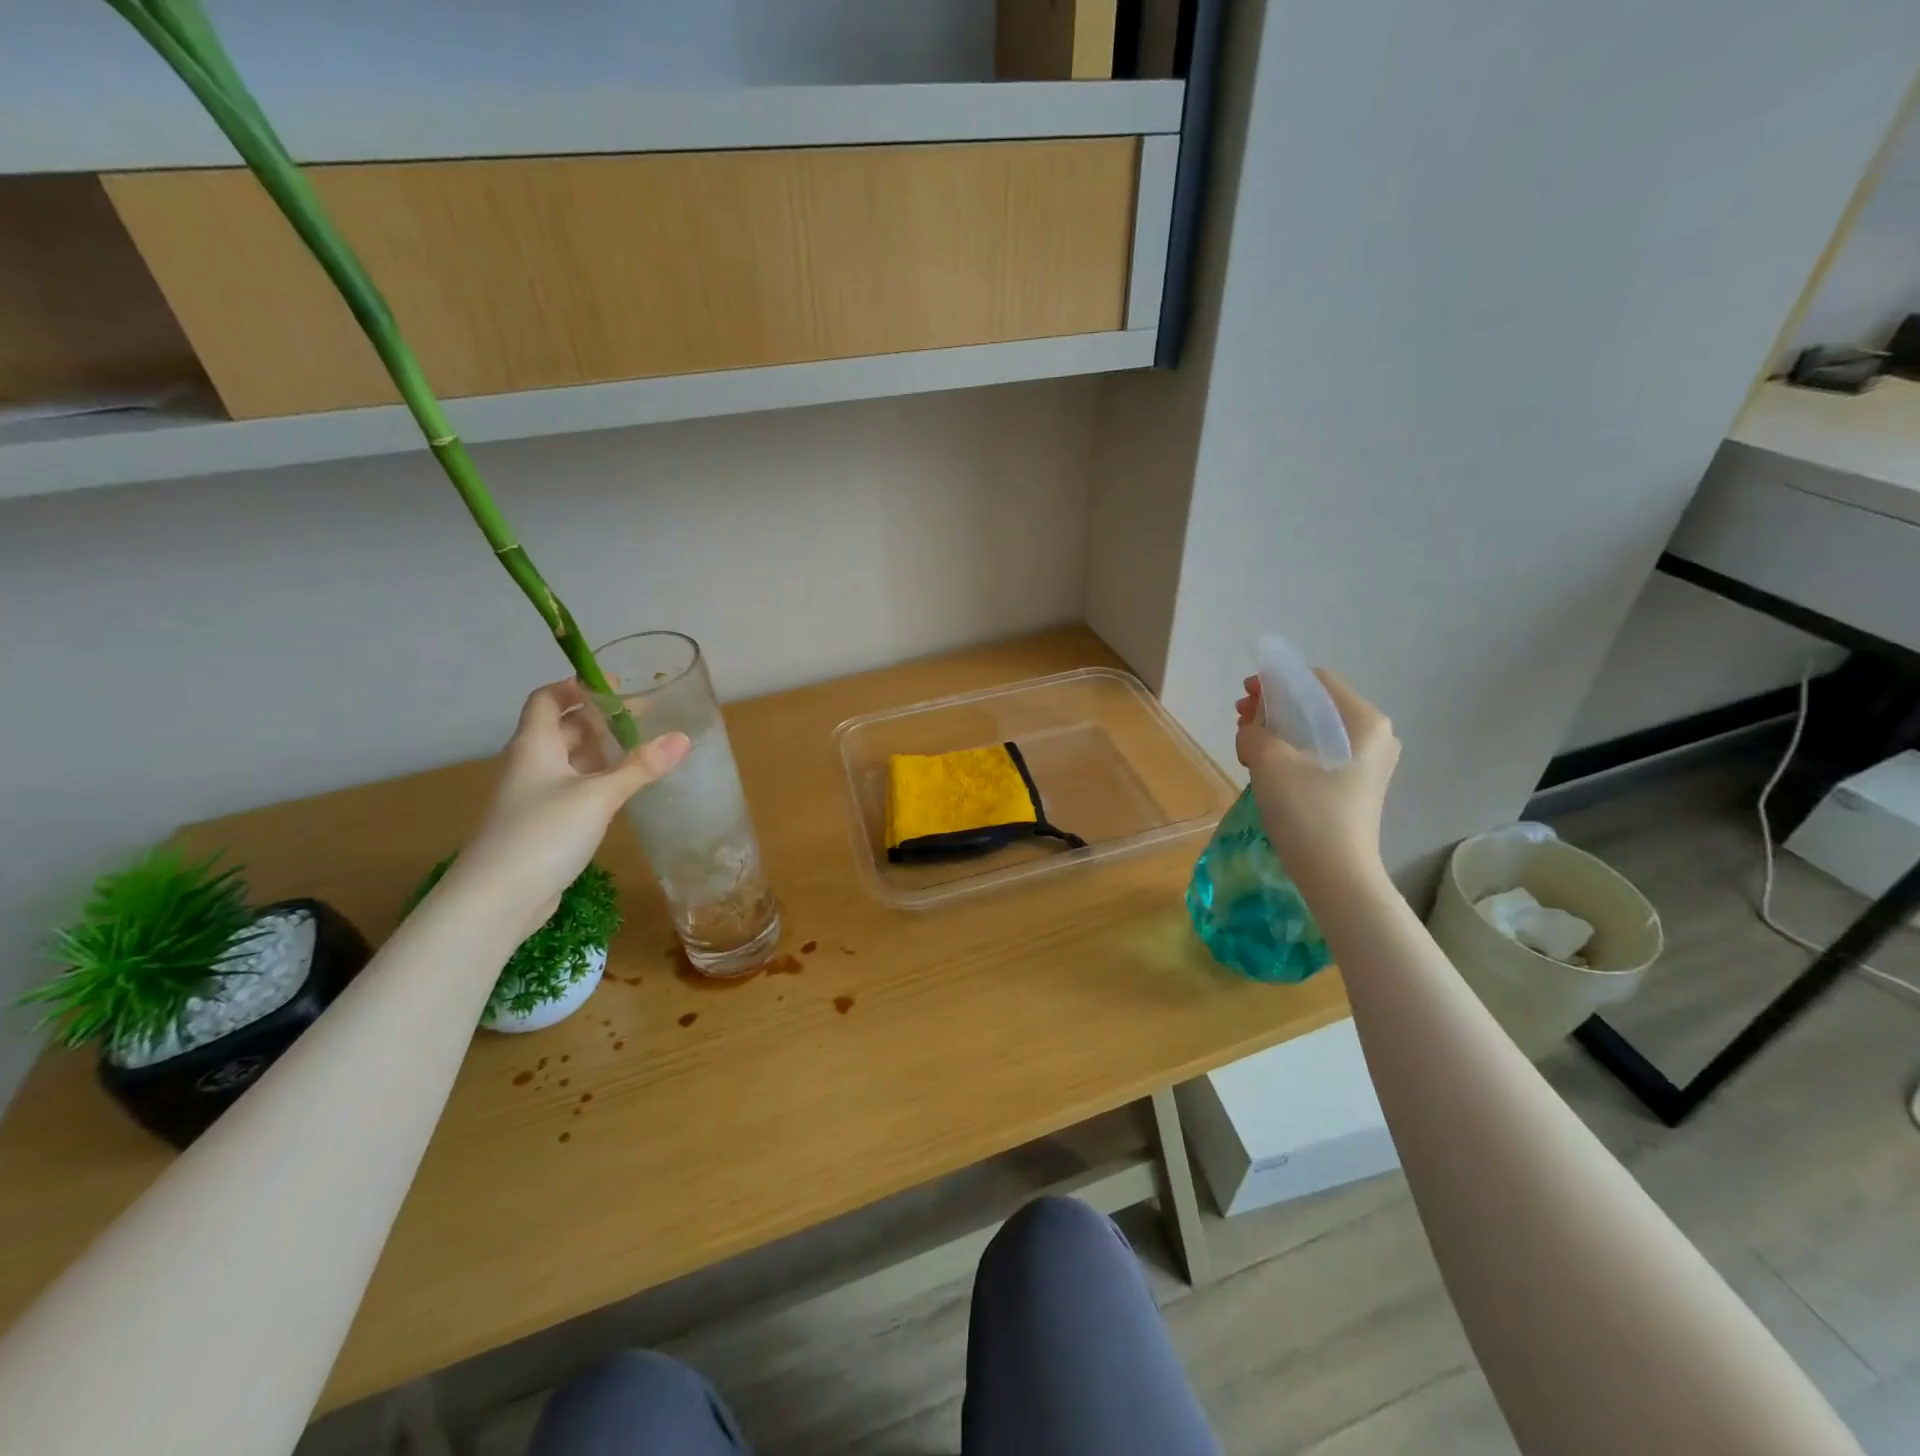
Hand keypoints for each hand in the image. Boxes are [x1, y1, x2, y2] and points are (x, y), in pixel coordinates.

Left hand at [449, 680, 690, 938]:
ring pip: (568, 761)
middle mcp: (530, 764)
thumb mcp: (599, 795)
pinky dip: (596, 780)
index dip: (576, 687)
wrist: (497, 898)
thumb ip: (641, 767)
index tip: (614, 685)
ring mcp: (533, 796)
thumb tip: (683, 738)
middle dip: (597, 719)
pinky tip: (622, 790)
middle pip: (561, 729)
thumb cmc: (543, 833)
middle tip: (640, 717)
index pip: (548, 699)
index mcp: (535, 745)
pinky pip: (571, 789)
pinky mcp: (541, 824)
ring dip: (599, 751)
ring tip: (639, 748)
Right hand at [1235, 669, 1399, 892]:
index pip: (1316, 681)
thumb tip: (1251, 731)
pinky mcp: (1356, 785)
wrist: (1335, 874)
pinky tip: (1266, 766)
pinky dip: (1290, 751)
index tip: (1245, 697)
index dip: (1276, 682)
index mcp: (1364, 720)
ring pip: (1314, 730)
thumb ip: (1253, 731)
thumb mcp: (1269, 761)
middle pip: (1315, 704)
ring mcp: (1368, 762)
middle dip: (1274, 707)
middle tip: (1240, 721)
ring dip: (1278, 730)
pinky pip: (1319, 753)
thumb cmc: (1308, 811)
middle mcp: (1374, 735)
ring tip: (1247, 746)